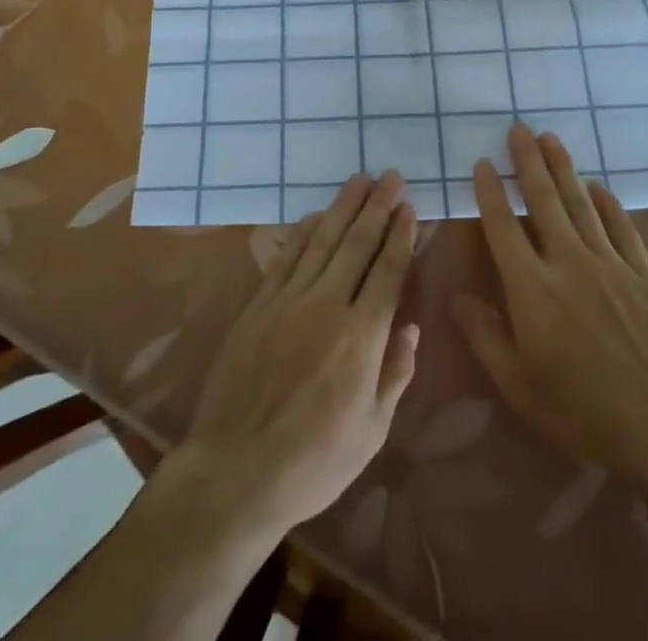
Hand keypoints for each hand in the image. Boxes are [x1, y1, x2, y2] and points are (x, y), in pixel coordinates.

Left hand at [171, 170, 418, 542]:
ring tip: (360, 180)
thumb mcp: (372, 431)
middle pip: (357, 244)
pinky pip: (287, 256)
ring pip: (323, 240)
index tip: (409, 208)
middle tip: (391, 176)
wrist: (236, 469)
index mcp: (362, 337)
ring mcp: (289, 300)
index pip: (388, 272)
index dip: (400, 236)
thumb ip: (395, 373)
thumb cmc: (315, 461)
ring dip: (344, 207)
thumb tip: (411, 326)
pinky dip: (305, 230)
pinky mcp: (259, 304)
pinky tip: (317, 215)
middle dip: (377, 207)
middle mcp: (328, 305)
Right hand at [453, 125, 647, 495]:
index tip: (483, 163)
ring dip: (563, 168)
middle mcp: (568, 262)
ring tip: (550, 138)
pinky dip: (607, 203)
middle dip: (528, 162)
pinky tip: (598, 186)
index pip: (503, 227)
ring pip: (581, 204)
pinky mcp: (642, 273)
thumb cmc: (582, 412)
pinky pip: (621, 227)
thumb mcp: (519, 386)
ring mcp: (609, 263)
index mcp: (532, 288)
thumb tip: (457, 298)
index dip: (490, 193)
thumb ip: (485, 337)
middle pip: (544, 201)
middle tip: (518, 128)